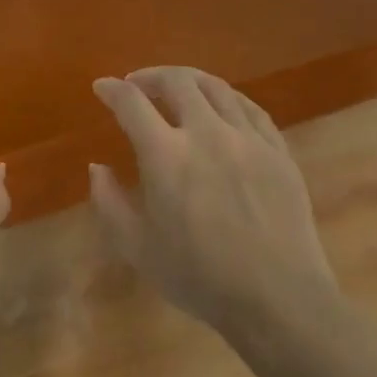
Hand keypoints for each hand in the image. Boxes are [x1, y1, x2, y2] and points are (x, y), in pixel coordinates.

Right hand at [90, 67, 336, 332]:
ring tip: (177, 87)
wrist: (279, 300)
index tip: (102, 87)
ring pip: (216, 87)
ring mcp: (247, 138)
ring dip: (188, 80)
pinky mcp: (278, 150)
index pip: (131, 103)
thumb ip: (109, 201)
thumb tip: (97, 166)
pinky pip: (250, 108)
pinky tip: (221, 107)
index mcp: (166, 155)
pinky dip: (227, 98)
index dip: (112, 90)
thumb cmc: (200, 278)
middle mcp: (206, 133)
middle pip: (176, 81)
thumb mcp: (137, 248)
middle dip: (150, 76)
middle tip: (138, 85)